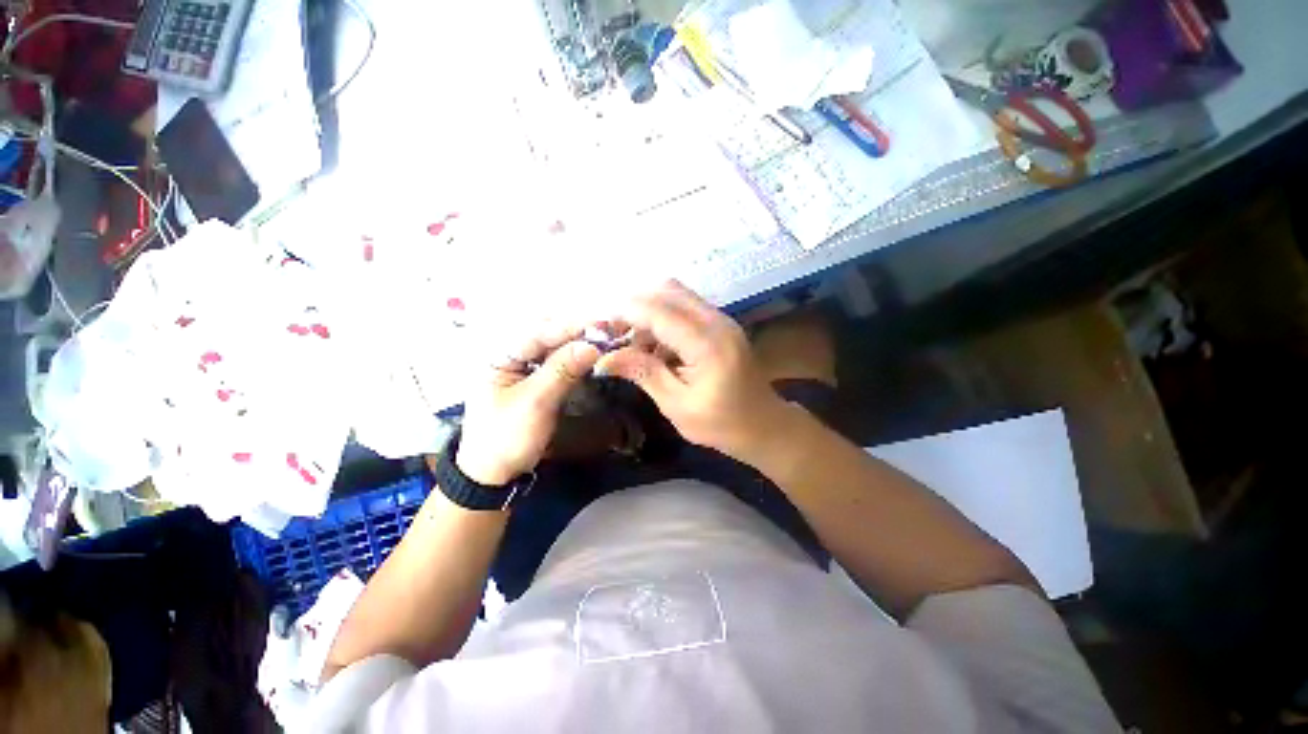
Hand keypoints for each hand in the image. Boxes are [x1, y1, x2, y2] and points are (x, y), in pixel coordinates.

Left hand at [456, 326, 601, 486]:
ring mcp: (523, 369)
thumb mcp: (534, 403)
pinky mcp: (535, 382)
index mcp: (499, 357)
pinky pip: (556, 363)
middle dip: (575, 331)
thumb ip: (562, 371)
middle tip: (604, 330)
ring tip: (602, 338)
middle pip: (545, 336)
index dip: (569, 327)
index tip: (599, 324)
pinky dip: (574, 358)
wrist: (495, 475)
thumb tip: (592, 346)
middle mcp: (510, 356)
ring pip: (553, 348)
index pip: (537, 333)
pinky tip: (590, 355)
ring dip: (577, 343)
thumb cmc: (507, 438)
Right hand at [596, 281, 792, 462]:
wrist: (765, 425)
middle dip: (634, 306)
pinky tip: (654, 345)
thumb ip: (643, 373)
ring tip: (633, 343)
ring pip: (676, 294)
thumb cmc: (721, 424)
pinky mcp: (720, 324)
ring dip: (648, 310)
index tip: (600, 329)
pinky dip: (663, 317)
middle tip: (614, 334)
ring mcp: (721, 319)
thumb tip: (602, 359)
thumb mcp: (677, 404)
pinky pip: (685, 307)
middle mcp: (716, 321)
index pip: (659, 311)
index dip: (625, 314)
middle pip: (667, 290)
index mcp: (707, 344)